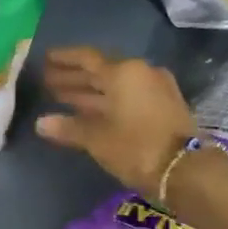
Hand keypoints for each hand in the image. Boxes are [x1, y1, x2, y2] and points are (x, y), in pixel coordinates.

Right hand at [35, 47, 196, 200]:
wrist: (187, 170)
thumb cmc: (136, 147)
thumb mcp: (97, 139)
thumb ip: (68, 128)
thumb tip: (41, 123)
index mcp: (123, 72)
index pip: (86, 58)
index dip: (64, 59)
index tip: (45, 59)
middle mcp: (140, 73)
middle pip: (100, 71)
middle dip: (73, 77)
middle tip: (47, 81)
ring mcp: (155, 89)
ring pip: (114, 86)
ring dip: (88, 92)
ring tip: (60, 97)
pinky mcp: (164, 106)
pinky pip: (127, 97)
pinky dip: (106, 102)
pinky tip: (88, 113)